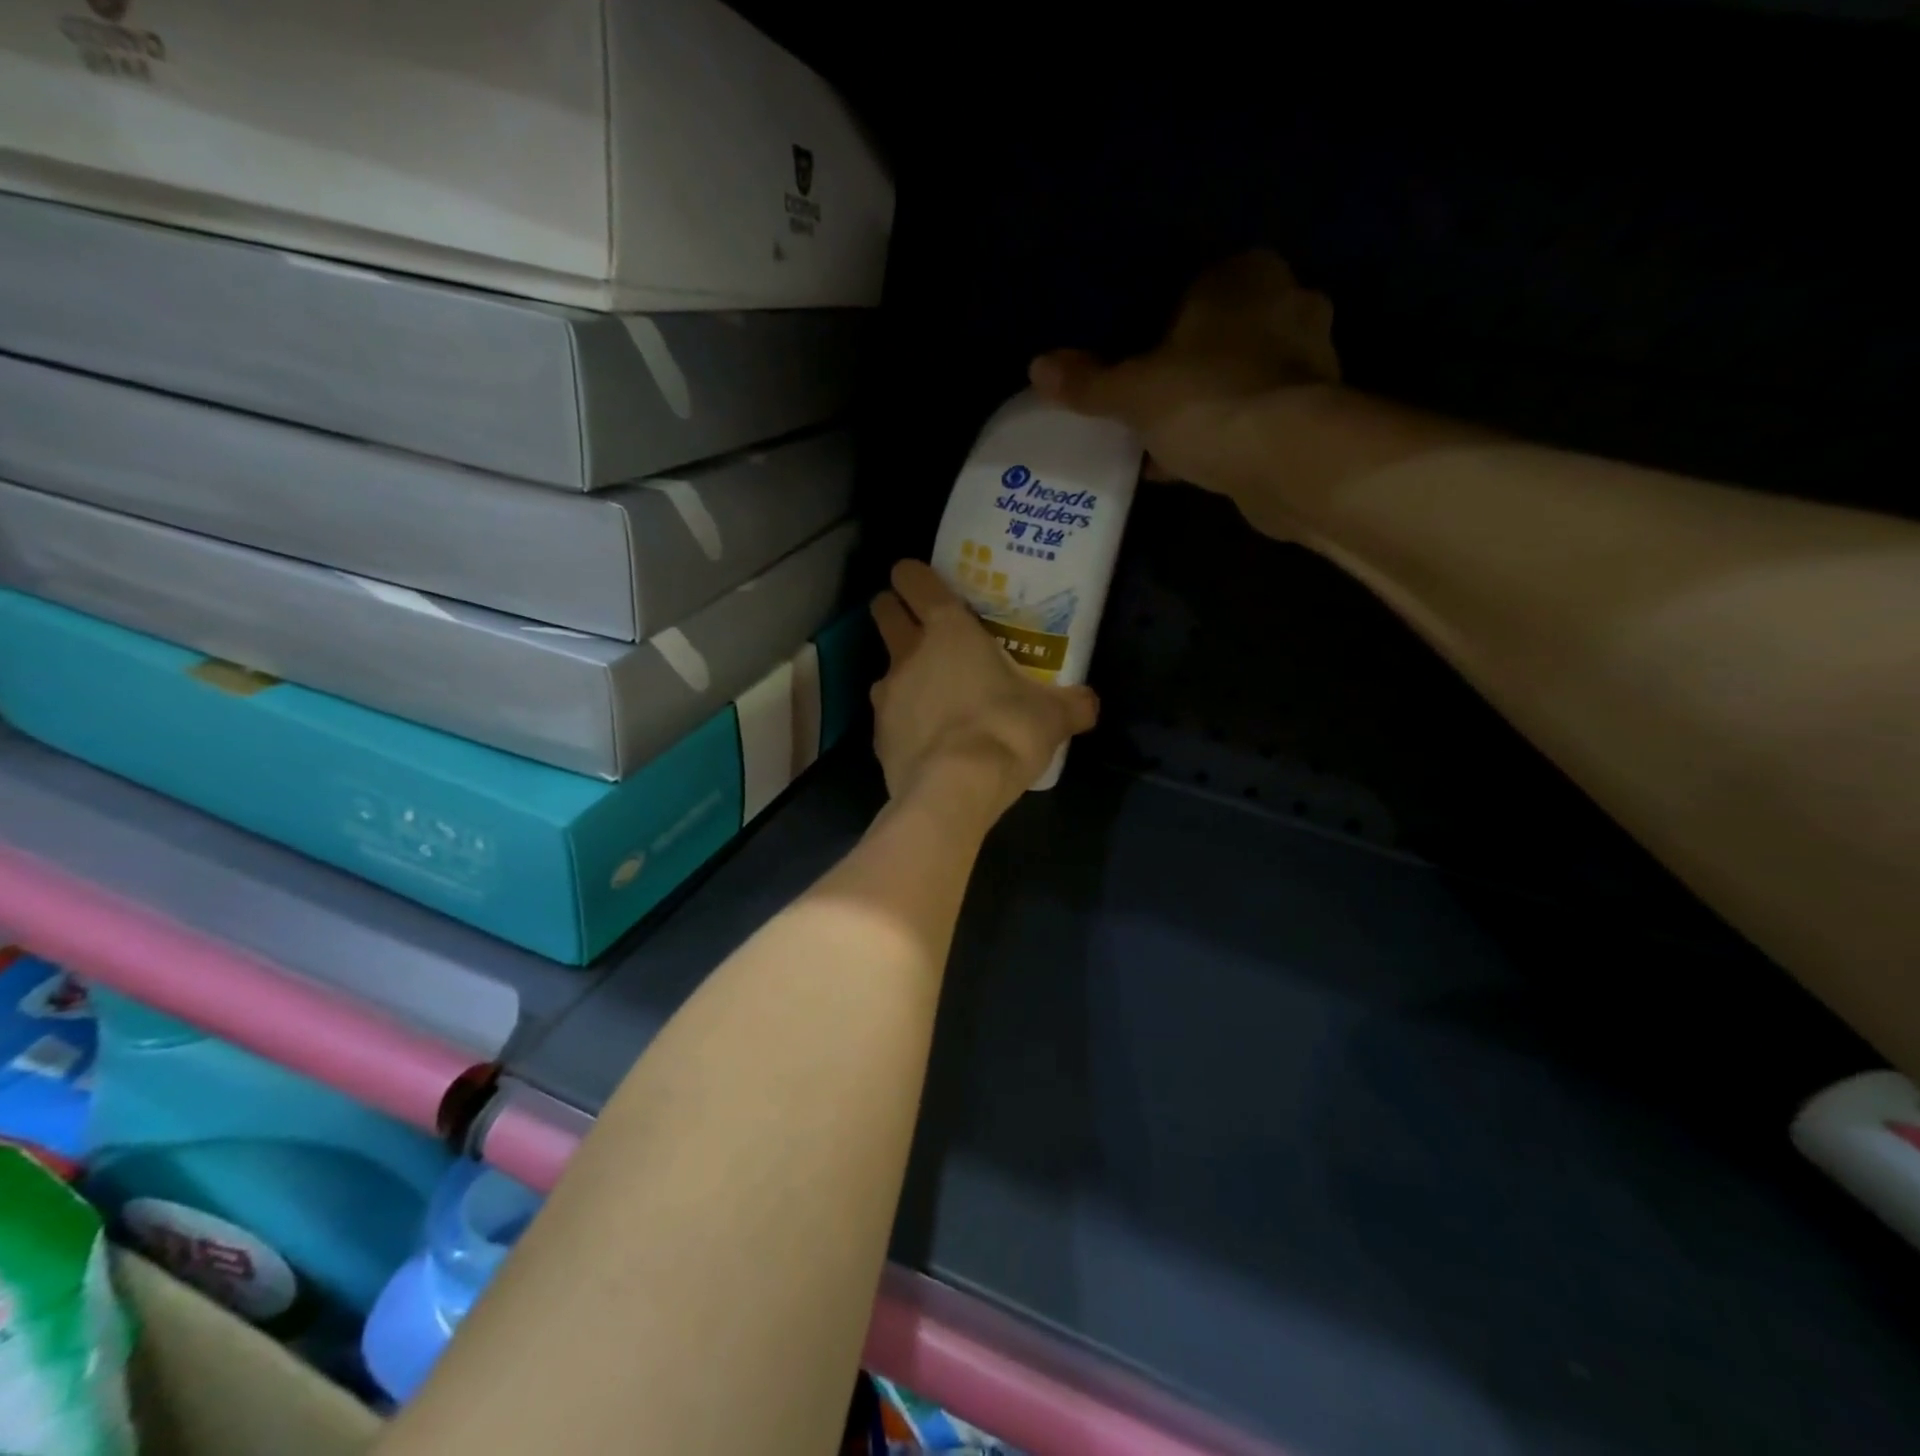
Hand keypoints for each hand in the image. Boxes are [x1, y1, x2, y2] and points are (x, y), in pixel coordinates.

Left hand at [869, 561, 1098, 818]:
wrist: (954, 791)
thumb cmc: (1005, 731)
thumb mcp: (1052, 716)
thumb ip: (1071, 703)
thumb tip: (1088, 703)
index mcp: (948, 630)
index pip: (912, 578)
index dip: (914, 575)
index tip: (926, 584)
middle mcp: (908, 653)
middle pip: (884, 611)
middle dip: (895, 612)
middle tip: (924, 630)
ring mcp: (886, 695)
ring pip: (885, 668)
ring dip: (904, 674)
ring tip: (934, 697)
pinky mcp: (877, 736)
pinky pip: (889, 717)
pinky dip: (904, 722)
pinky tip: (929, 742)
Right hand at [1027, 252, 1340, 501]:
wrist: (1287, 460)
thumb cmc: (1206, 400)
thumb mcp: (1132, 392)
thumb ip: (1089, 381)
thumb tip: (1038, 367)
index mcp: (1245, 275)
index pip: (1196, 287)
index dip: (1162, 327)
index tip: (1139, 363)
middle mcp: (1288, 303)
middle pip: (1221, 335)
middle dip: (1188, 368)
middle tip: (1150, 403)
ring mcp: (1310, 359)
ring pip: (1241, 377)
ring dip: (1208, 405)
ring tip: (1167, 442)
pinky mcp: (1317, 411)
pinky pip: (1257, 416)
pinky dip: (1228, 435)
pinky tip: (1194, 467)